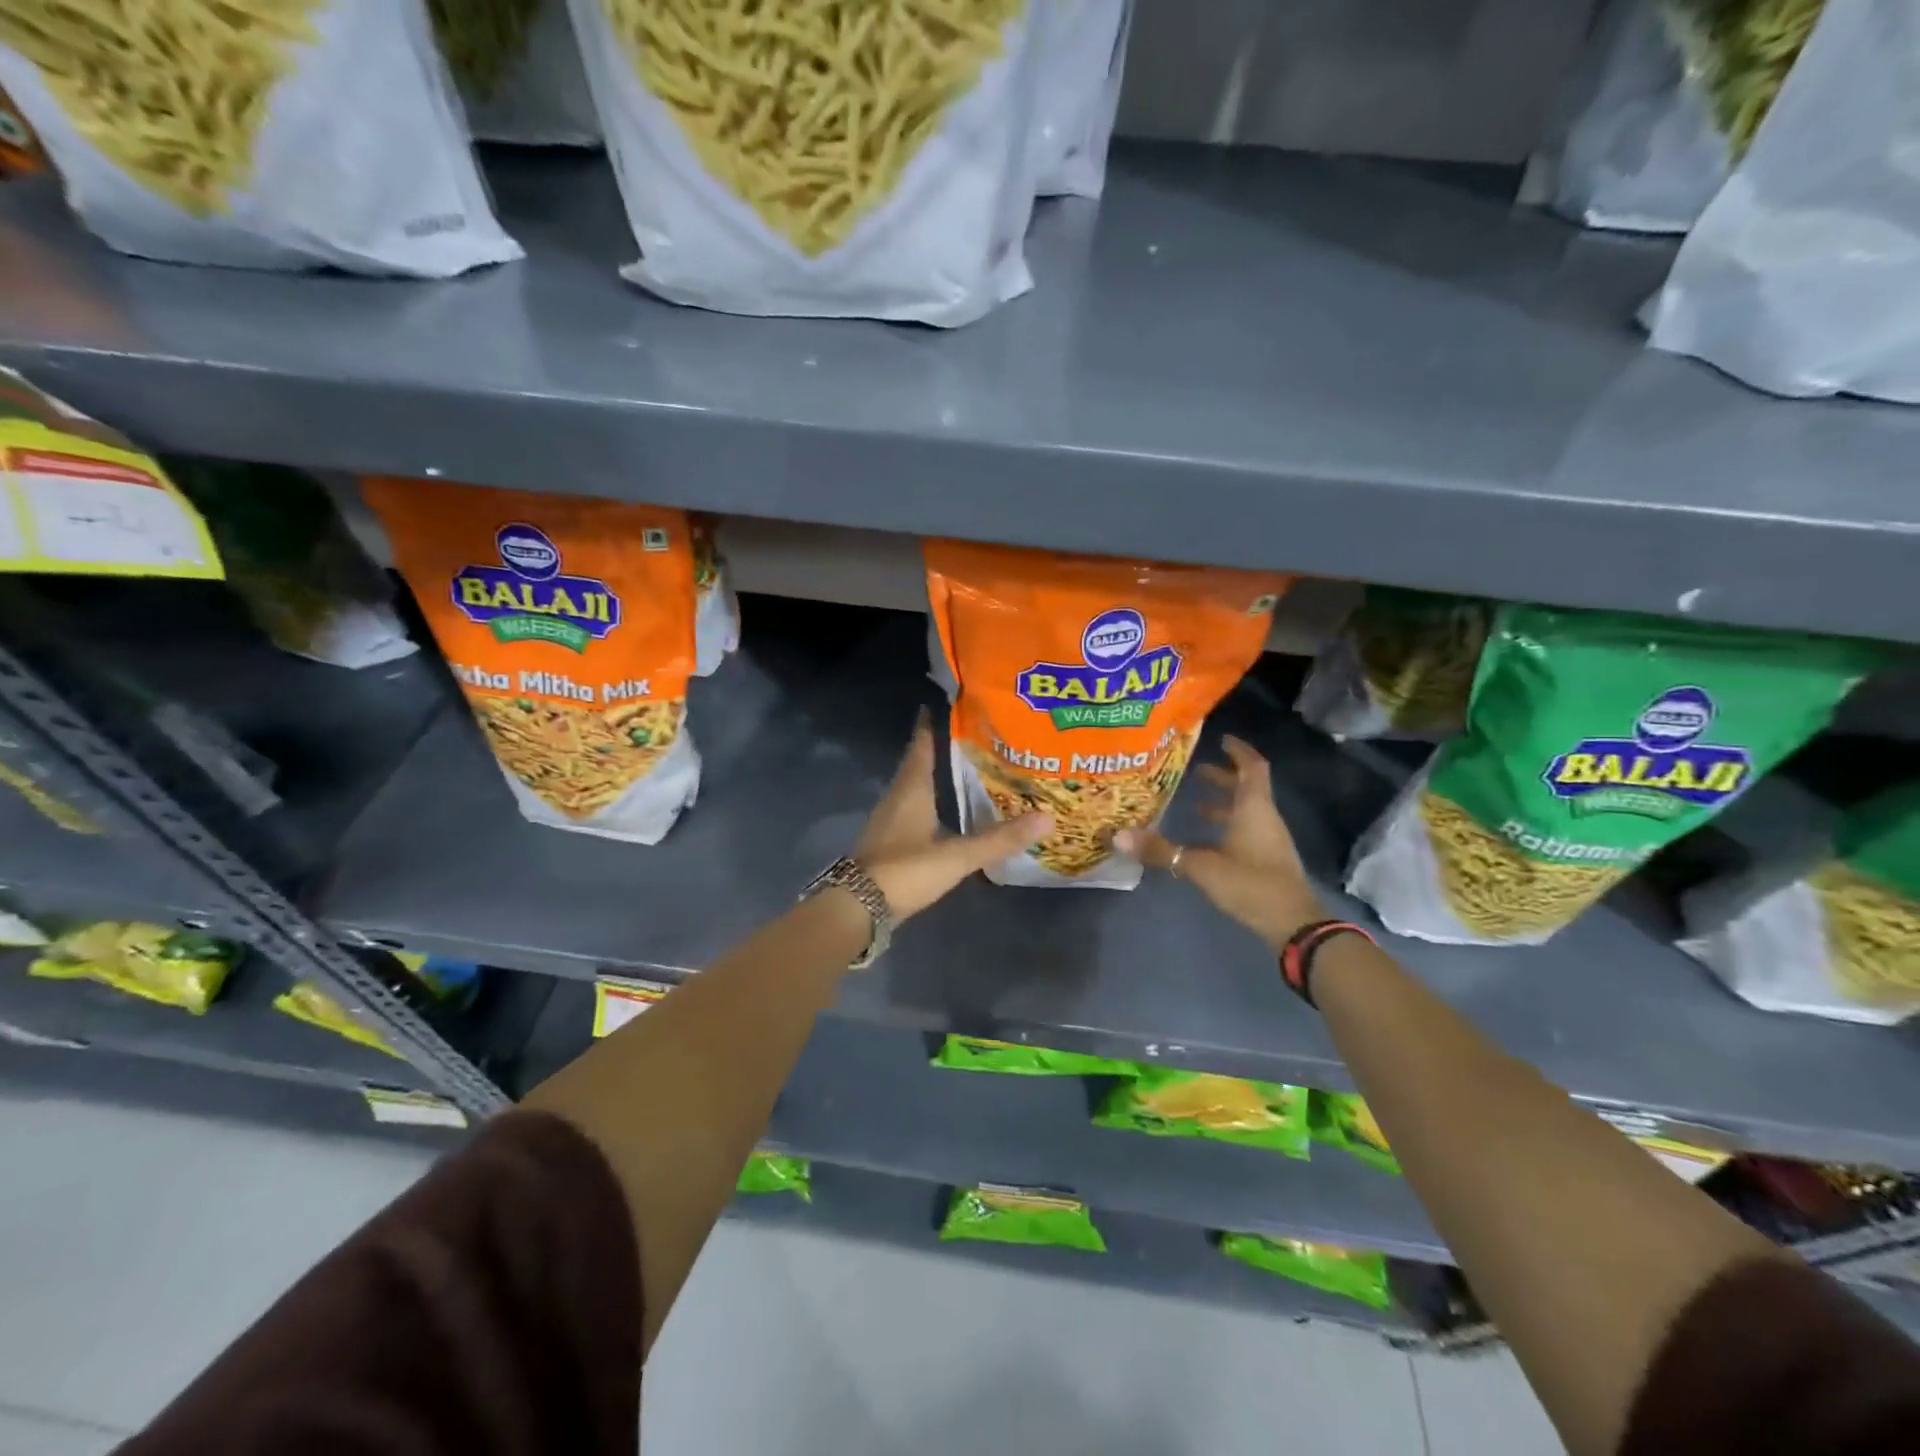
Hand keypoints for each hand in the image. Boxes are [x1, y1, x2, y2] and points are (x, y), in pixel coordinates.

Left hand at [854, 711, 1051, 920]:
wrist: (857, 909)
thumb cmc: (904, 871)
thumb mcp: (956, 856)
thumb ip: (998, 839)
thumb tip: (1047, 818)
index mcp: (911, 789)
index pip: (922, 743)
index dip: (934, 722)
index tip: (952, 702)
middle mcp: (897, 796)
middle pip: (919, 762)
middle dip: (942, 747)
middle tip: (974, 735)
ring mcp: (889, 819)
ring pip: (915, 786)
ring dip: (936, 775)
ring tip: (967, 768)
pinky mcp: (888, 841)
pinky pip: (912, 808)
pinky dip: (931, 801)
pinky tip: (947, 811)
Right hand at [1116, 735, 1324, 950]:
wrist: (1293, 924)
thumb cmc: (1251, 884)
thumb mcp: (1202, 866)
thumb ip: (1162, 851)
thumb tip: (1120, 837)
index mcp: (1254, 808)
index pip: (1252, 767)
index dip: (1238, 751)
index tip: (1221, 739)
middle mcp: (1264, 818)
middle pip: (1247, 788)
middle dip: (1223, 777)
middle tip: (1196, 772)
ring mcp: (1268, 840)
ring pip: (1246, 811)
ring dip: (1224, 804)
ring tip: (1194, 805)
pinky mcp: (1266, 860)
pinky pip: (1246, 831)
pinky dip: (1226, 827)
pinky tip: (1204, 841)